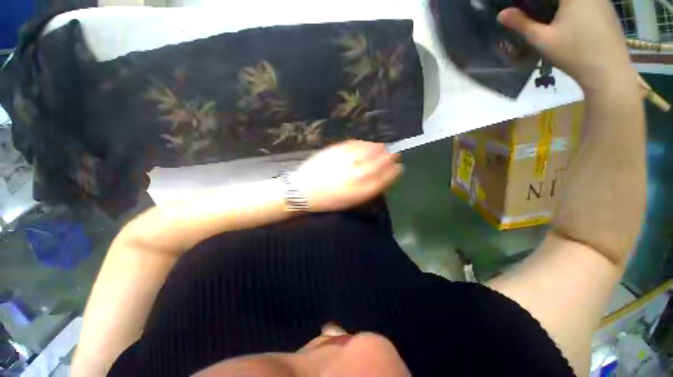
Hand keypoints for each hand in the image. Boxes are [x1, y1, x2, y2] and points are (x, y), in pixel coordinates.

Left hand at [293, 140, 402, 211]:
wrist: (303, 191)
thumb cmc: (327, 201)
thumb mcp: (349, 202)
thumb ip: (366, 190)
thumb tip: (380, 179)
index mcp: (359, 191)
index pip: (382, 179)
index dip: (393, 173)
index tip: (399, 168)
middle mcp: (355, 175)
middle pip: (378, 164)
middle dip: (389, 158)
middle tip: (395, 154)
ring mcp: (345, 161)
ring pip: (367, 152)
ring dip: (378, 149)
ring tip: (384, 147)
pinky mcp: (335, 151)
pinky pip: (354, 145)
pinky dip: (363, 143)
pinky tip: (368, 144)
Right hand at [498, 0, 636, 92]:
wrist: (608, 71)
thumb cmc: (573, 53)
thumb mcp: (542, 40)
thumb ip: (522, 24)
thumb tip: (501, 14)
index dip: (534, 2)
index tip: (525, 9)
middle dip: (547, 4)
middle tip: (535, 12)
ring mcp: (603, 1)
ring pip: (576, 0)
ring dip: (562, 6)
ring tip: (552, 19)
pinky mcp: (608, 11)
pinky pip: (589, 3)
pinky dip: (576, 8)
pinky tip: (572, 23)